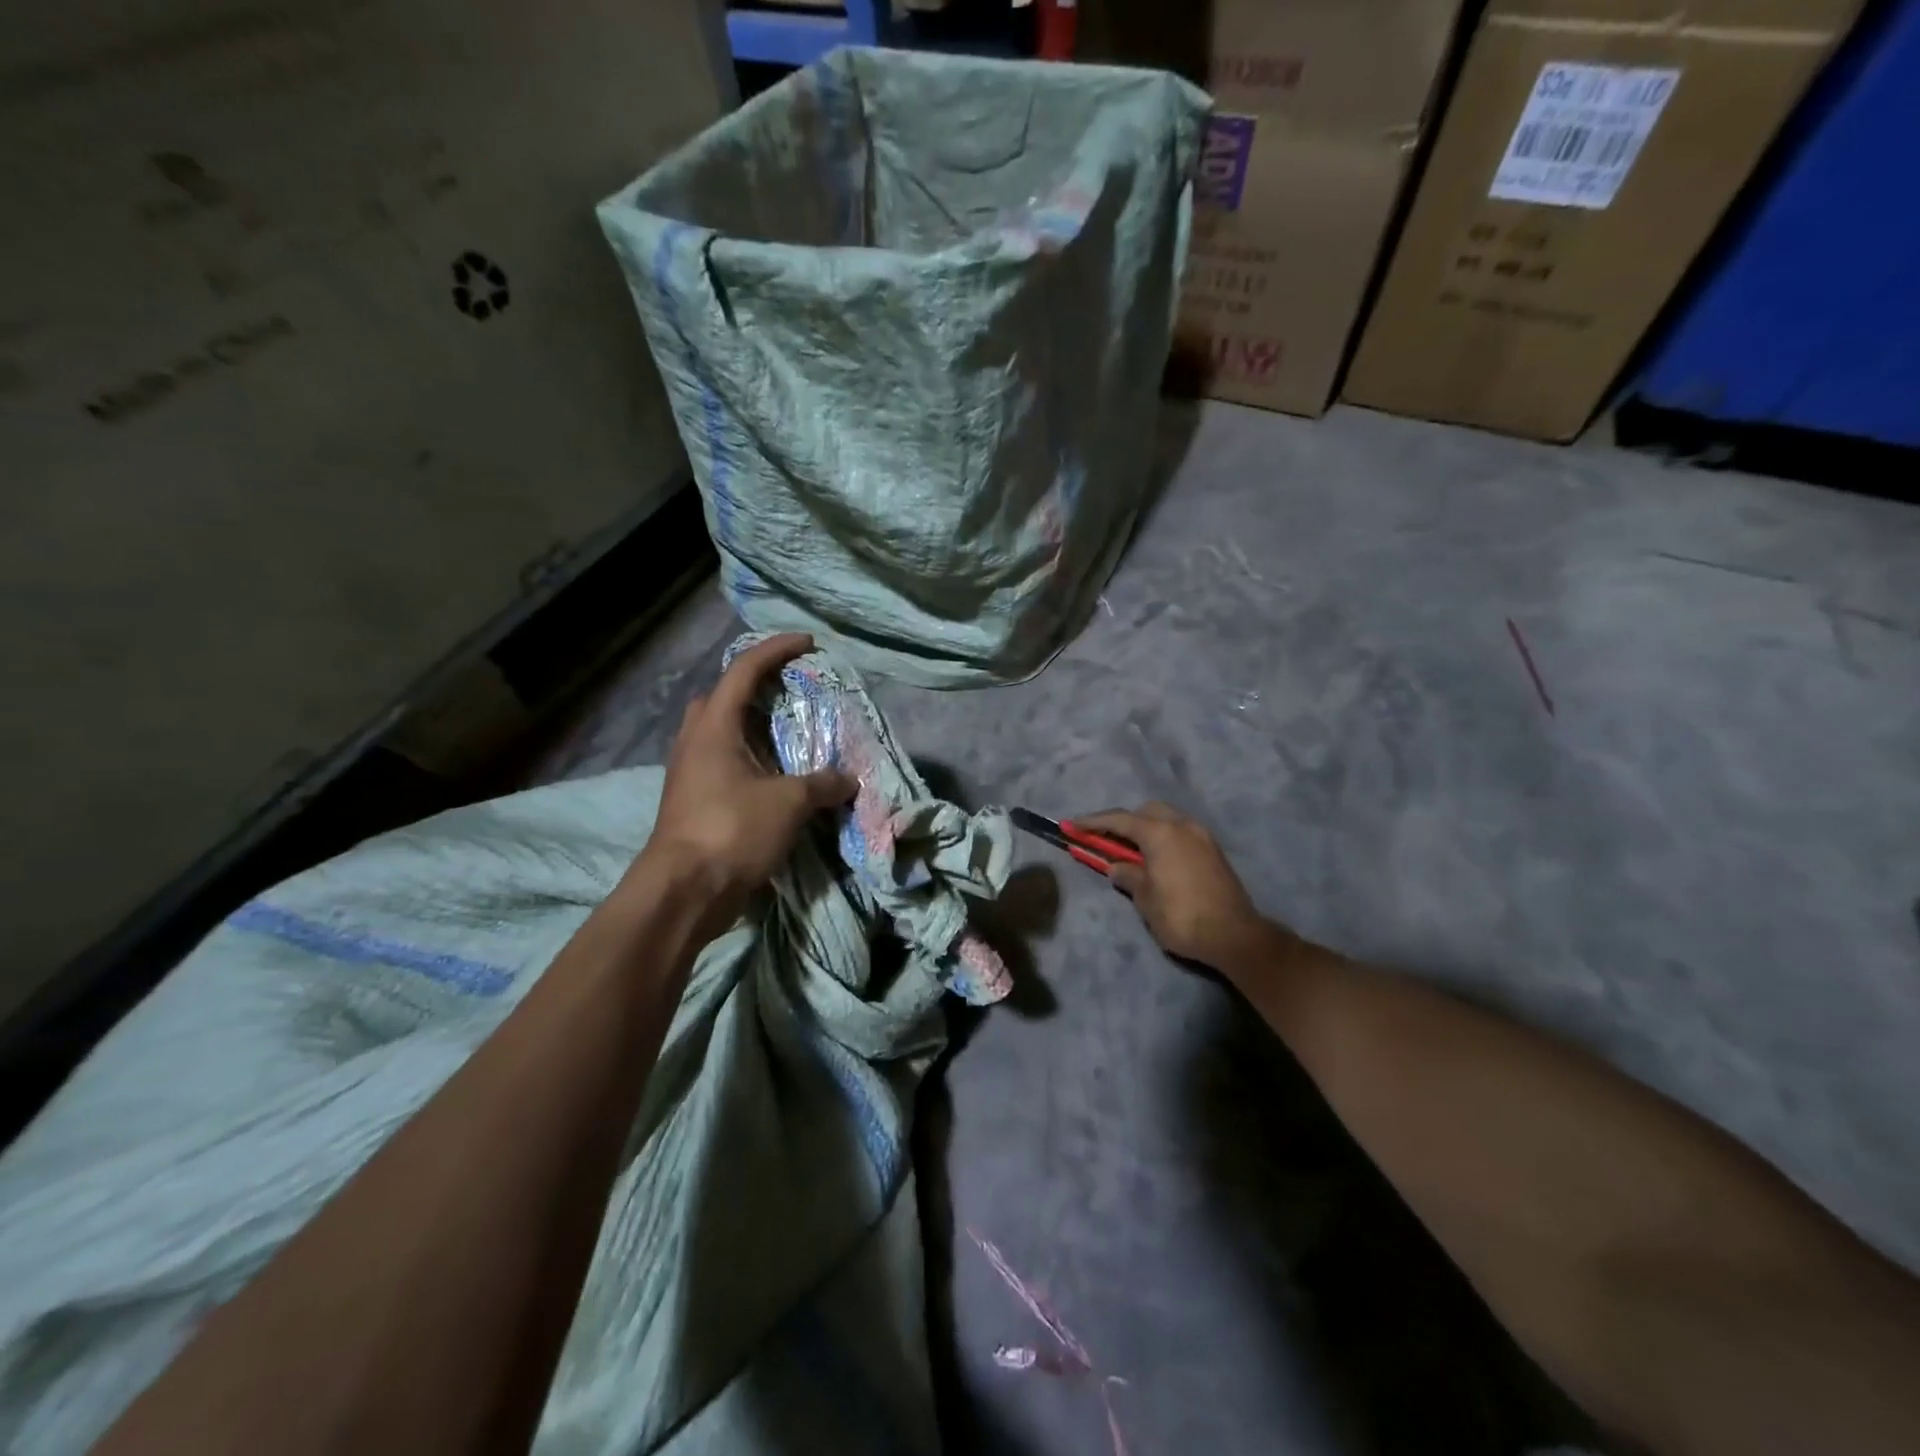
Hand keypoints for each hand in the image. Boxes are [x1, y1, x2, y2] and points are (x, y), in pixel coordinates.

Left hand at [635, 634, 855, 932]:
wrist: (684, 891)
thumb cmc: (732, 830)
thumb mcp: (788, 803)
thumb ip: (822, 785)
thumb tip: (850, 780)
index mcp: (713, 727)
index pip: (744, 670)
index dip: (776, 650)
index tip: (807, 643)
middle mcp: (695, 742)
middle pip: (720, 698)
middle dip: (751, 687)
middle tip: (785, 693)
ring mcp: (689, 773)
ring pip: (718, 733)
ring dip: (749, 727)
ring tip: (785, 736)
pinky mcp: (692, 802)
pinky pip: (722, 764)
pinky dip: (748, 761)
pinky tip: (773, 778)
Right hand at [1076, 803, 1269, 970]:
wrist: (1235, 936)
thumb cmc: (1182, 916)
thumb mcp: (1145, 899)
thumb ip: (1128, 877)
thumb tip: (1117, 868)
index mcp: (1160, 833)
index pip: (1119, 820)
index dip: (1092, 822)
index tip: (1071, 825)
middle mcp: (1182, 825)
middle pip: (1146, 812)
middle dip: (1124, 822)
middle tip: (1107, 841)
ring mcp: (1202, 836)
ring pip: (1167, 820)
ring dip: (1147, 830)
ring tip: (1132, 853)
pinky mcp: (1214, 851)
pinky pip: (1181, 834)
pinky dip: (1164, 839)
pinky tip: (1157, 860)